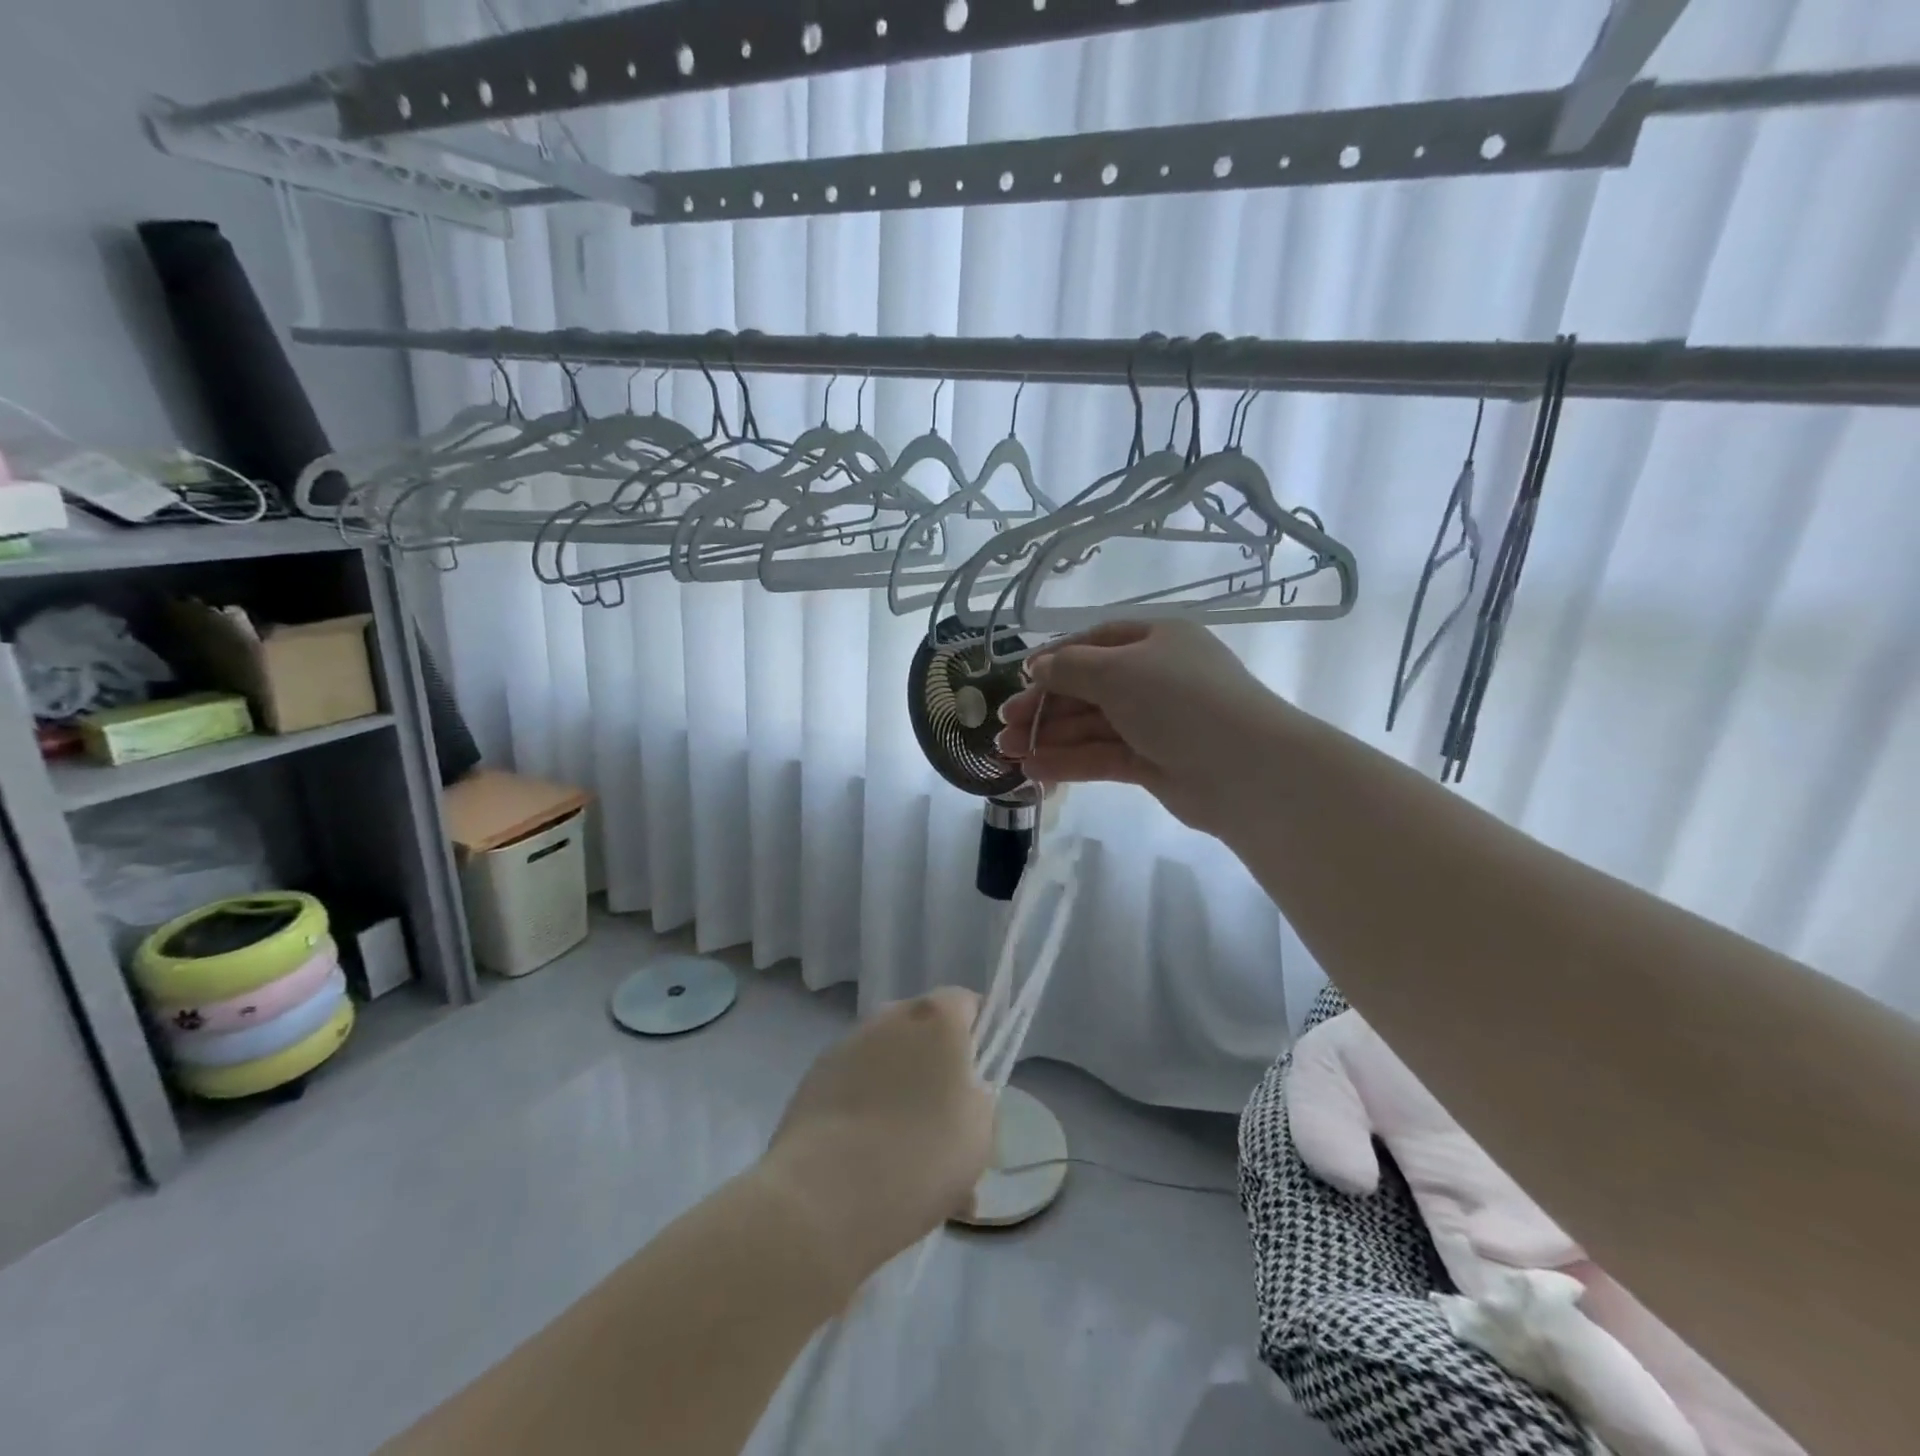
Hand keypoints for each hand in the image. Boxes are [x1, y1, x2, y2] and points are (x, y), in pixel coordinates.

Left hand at [757, 988, 992, 1289]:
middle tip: (944, 1124)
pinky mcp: (813, 1078)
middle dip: (934, 1068)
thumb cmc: (921, 1154)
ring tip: (905, 1160)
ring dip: (898, 1093)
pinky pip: (853, 1087)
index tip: (981, 1076)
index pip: (966, 1003)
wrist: (826, 1194)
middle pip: (922, 1032)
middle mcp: (890, 1017)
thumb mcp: (980, 1130)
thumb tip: (961, 1091)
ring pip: (886, 1062)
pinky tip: (867, 1163)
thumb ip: (977, 1096)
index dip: (978, 1035)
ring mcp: (847, 1044)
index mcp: (936, 1017)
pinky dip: (864, 1112)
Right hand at [994, 619, 1288, 832]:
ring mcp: (1155, 722)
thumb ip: (1070, 667)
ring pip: (1092, 726)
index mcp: (1155, 640)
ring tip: (1007, 752)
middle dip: (1044, 706)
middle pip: (1088, 688)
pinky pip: (1102, 756)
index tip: (1020, 678)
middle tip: (1004, 725)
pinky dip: (1069, 761)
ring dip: (1049, 737)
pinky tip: (1034, 770)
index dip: (1056, 659)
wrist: (1245, 769)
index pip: (1095, 642)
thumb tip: (1037, 665)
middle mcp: (1155, 677)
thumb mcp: (1118, 670)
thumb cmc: (1180, 701)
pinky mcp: (1153, 762)